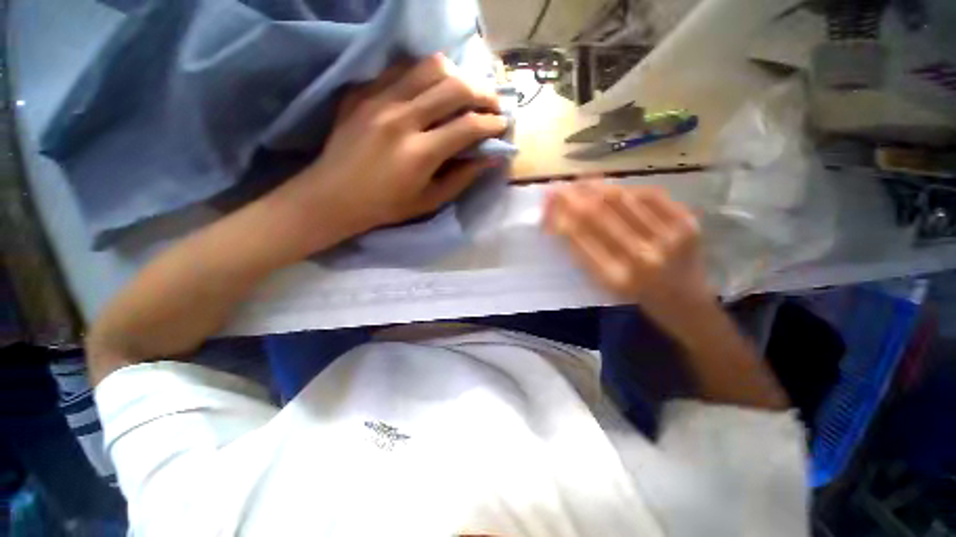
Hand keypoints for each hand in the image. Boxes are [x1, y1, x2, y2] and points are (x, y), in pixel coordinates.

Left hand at [287, 54, 507, 238]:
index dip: (492, 123)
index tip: (503, 125)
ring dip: (457, 76)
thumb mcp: (430, 200)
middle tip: (493, 104)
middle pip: (454, 87)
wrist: (333, 196)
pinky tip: (431, 88)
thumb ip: (462, 177)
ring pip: (429, 67)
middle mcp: (402, 119)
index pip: (468, 126)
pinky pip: (401, 69)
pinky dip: (424, 74)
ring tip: (465, 92)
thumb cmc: (386, 207)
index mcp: (420, 153)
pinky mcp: (363, 92)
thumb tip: (491, 158)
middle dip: (483, 92)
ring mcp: (379, 100)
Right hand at [544, 179, 711, 312]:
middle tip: (557, 187)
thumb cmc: (636, 297)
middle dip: (572, 196)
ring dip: (595, 186)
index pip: (579, 236)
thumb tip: (561, 219)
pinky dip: (626, 188)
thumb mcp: (603, 284)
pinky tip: (611, 186)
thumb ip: (583, 253)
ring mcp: (668, 237)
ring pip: (622, 199)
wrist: (686, 303)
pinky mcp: (687, 223)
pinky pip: (650, 194)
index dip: (559, 215)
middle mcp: (641, 256)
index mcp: (615, 277)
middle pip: (598, 213)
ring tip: (579, 181)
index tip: (547, 203)